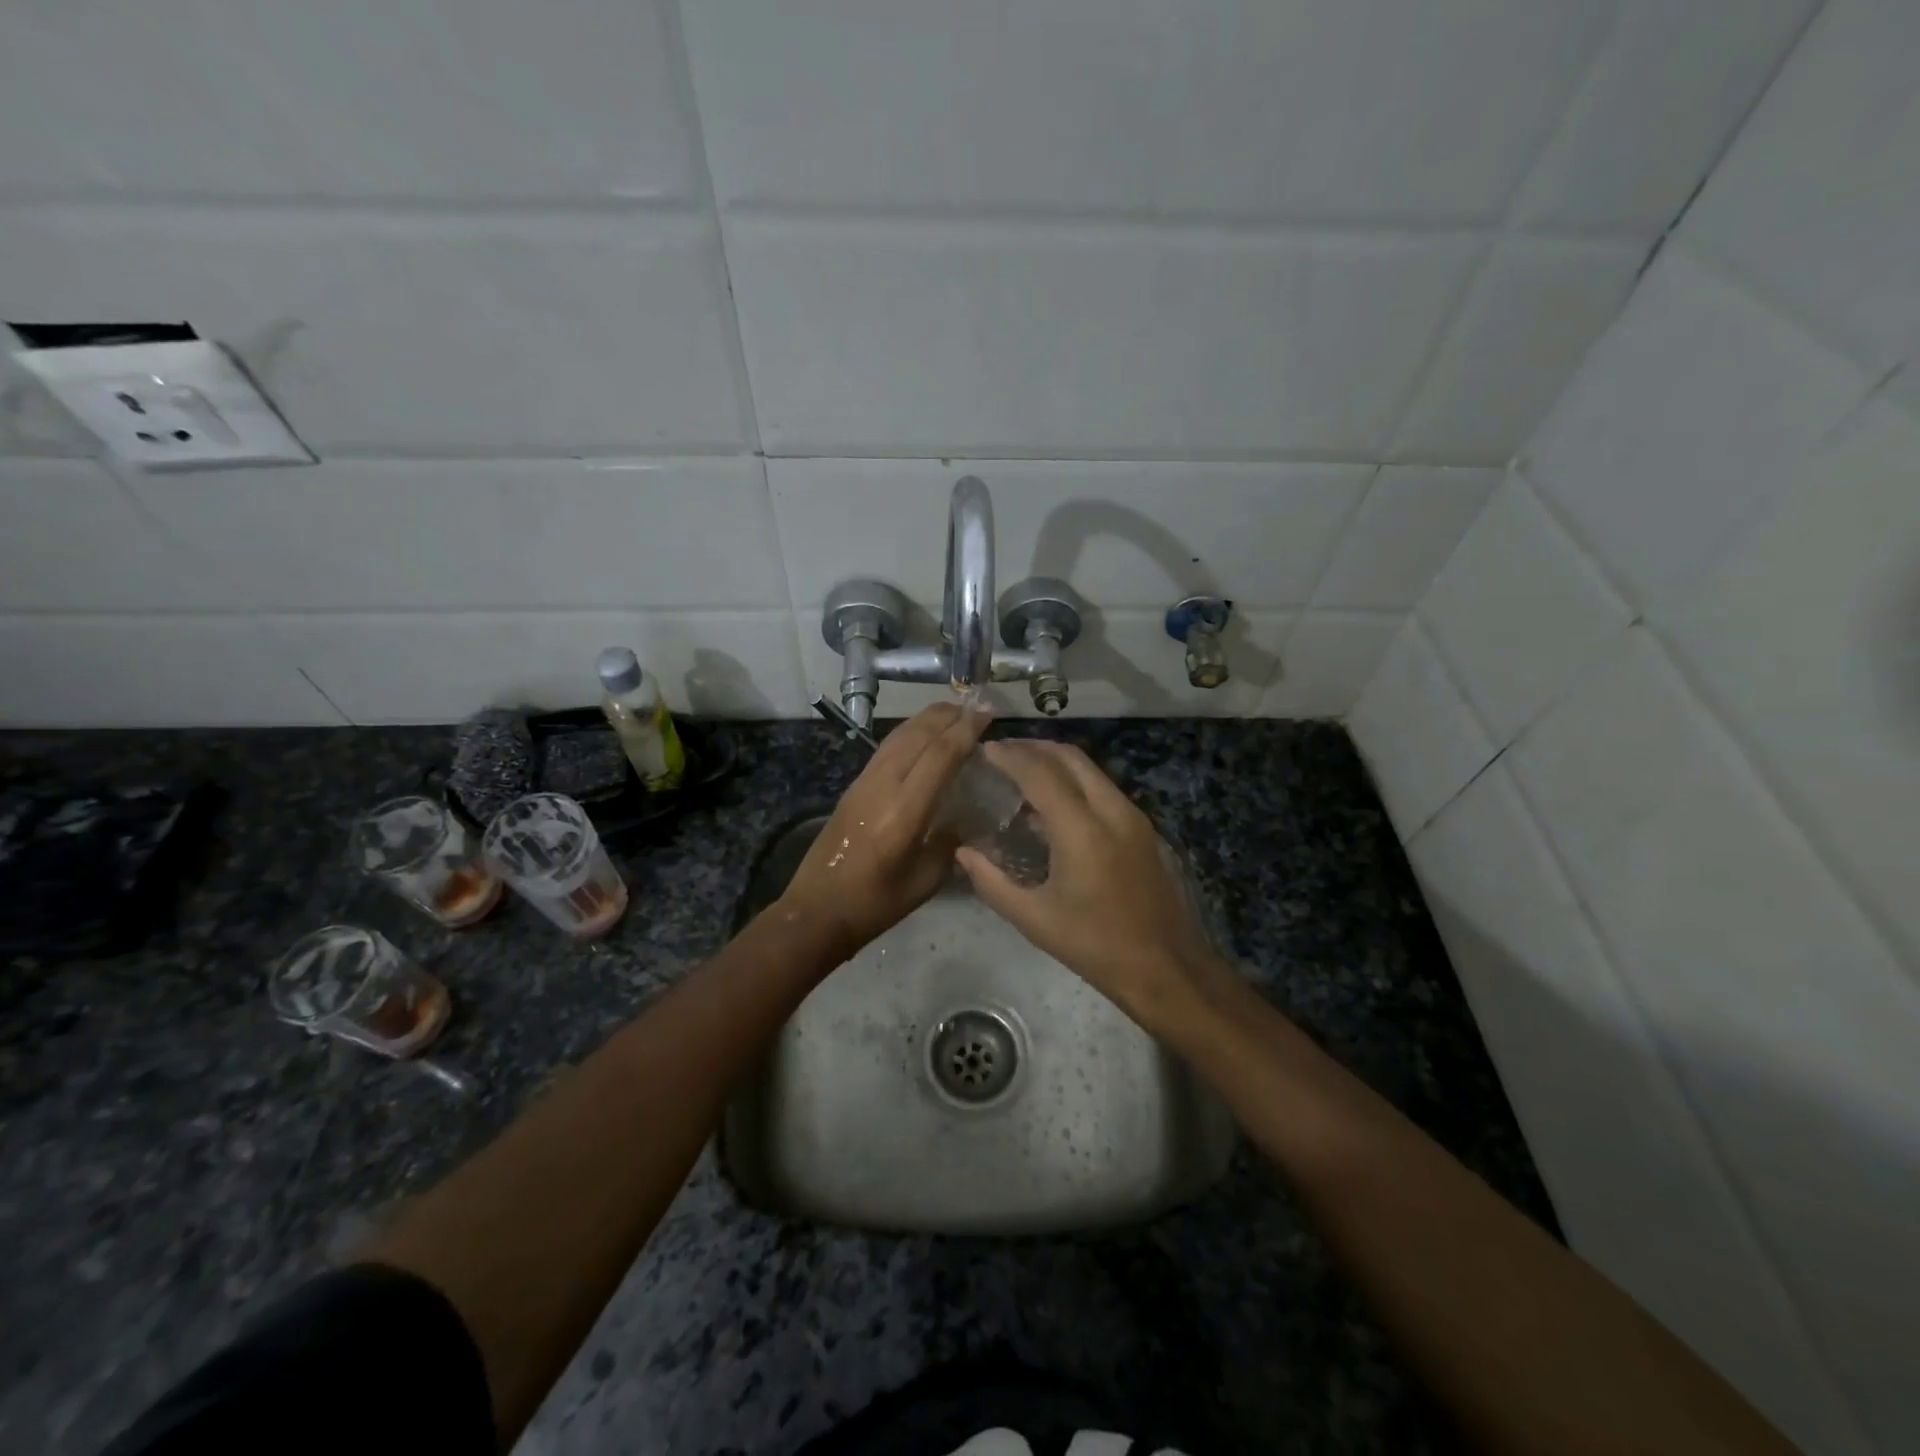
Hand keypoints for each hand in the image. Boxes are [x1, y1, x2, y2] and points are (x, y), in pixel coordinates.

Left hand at [776, 701, 992, 960]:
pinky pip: (886, 748)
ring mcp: (863, 783)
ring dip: (927, 719)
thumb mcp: (925, 881)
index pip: (940, 756)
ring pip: (899, 736)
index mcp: (904, 812)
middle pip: (918, 735)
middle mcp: (882, 786)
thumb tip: (963, 819)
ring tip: (954, 712)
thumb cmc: (874, 903)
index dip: (966, 730)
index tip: (988, 713)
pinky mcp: (852, 787)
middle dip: (948, 715)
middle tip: (976, 706)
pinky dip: (909, 734)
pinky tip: (922, 736)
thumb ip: (948, 844)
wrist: (815, 911)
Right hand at [955, 740, 1235, 1032]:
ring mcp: (1133, 817)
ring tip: (1022, 771)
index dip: (1010, 756)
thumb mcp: (1034, 919)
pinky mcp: (1143, 829)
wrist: (1166, 968)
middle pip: (1070, 757)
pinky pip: (1103, 788)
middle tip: (1002, 752)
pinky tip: (1053, 804)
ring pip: (1090, 769)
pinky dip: (1075, 781)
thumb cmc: (1095, 946)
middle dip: (1034, 747)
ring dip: (1056, 761)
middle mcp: (1111, 811)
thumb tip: (962, 853)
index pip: (1040, 774)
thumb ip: (992, 882)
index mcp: (1082, 830)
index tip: (984, 749)